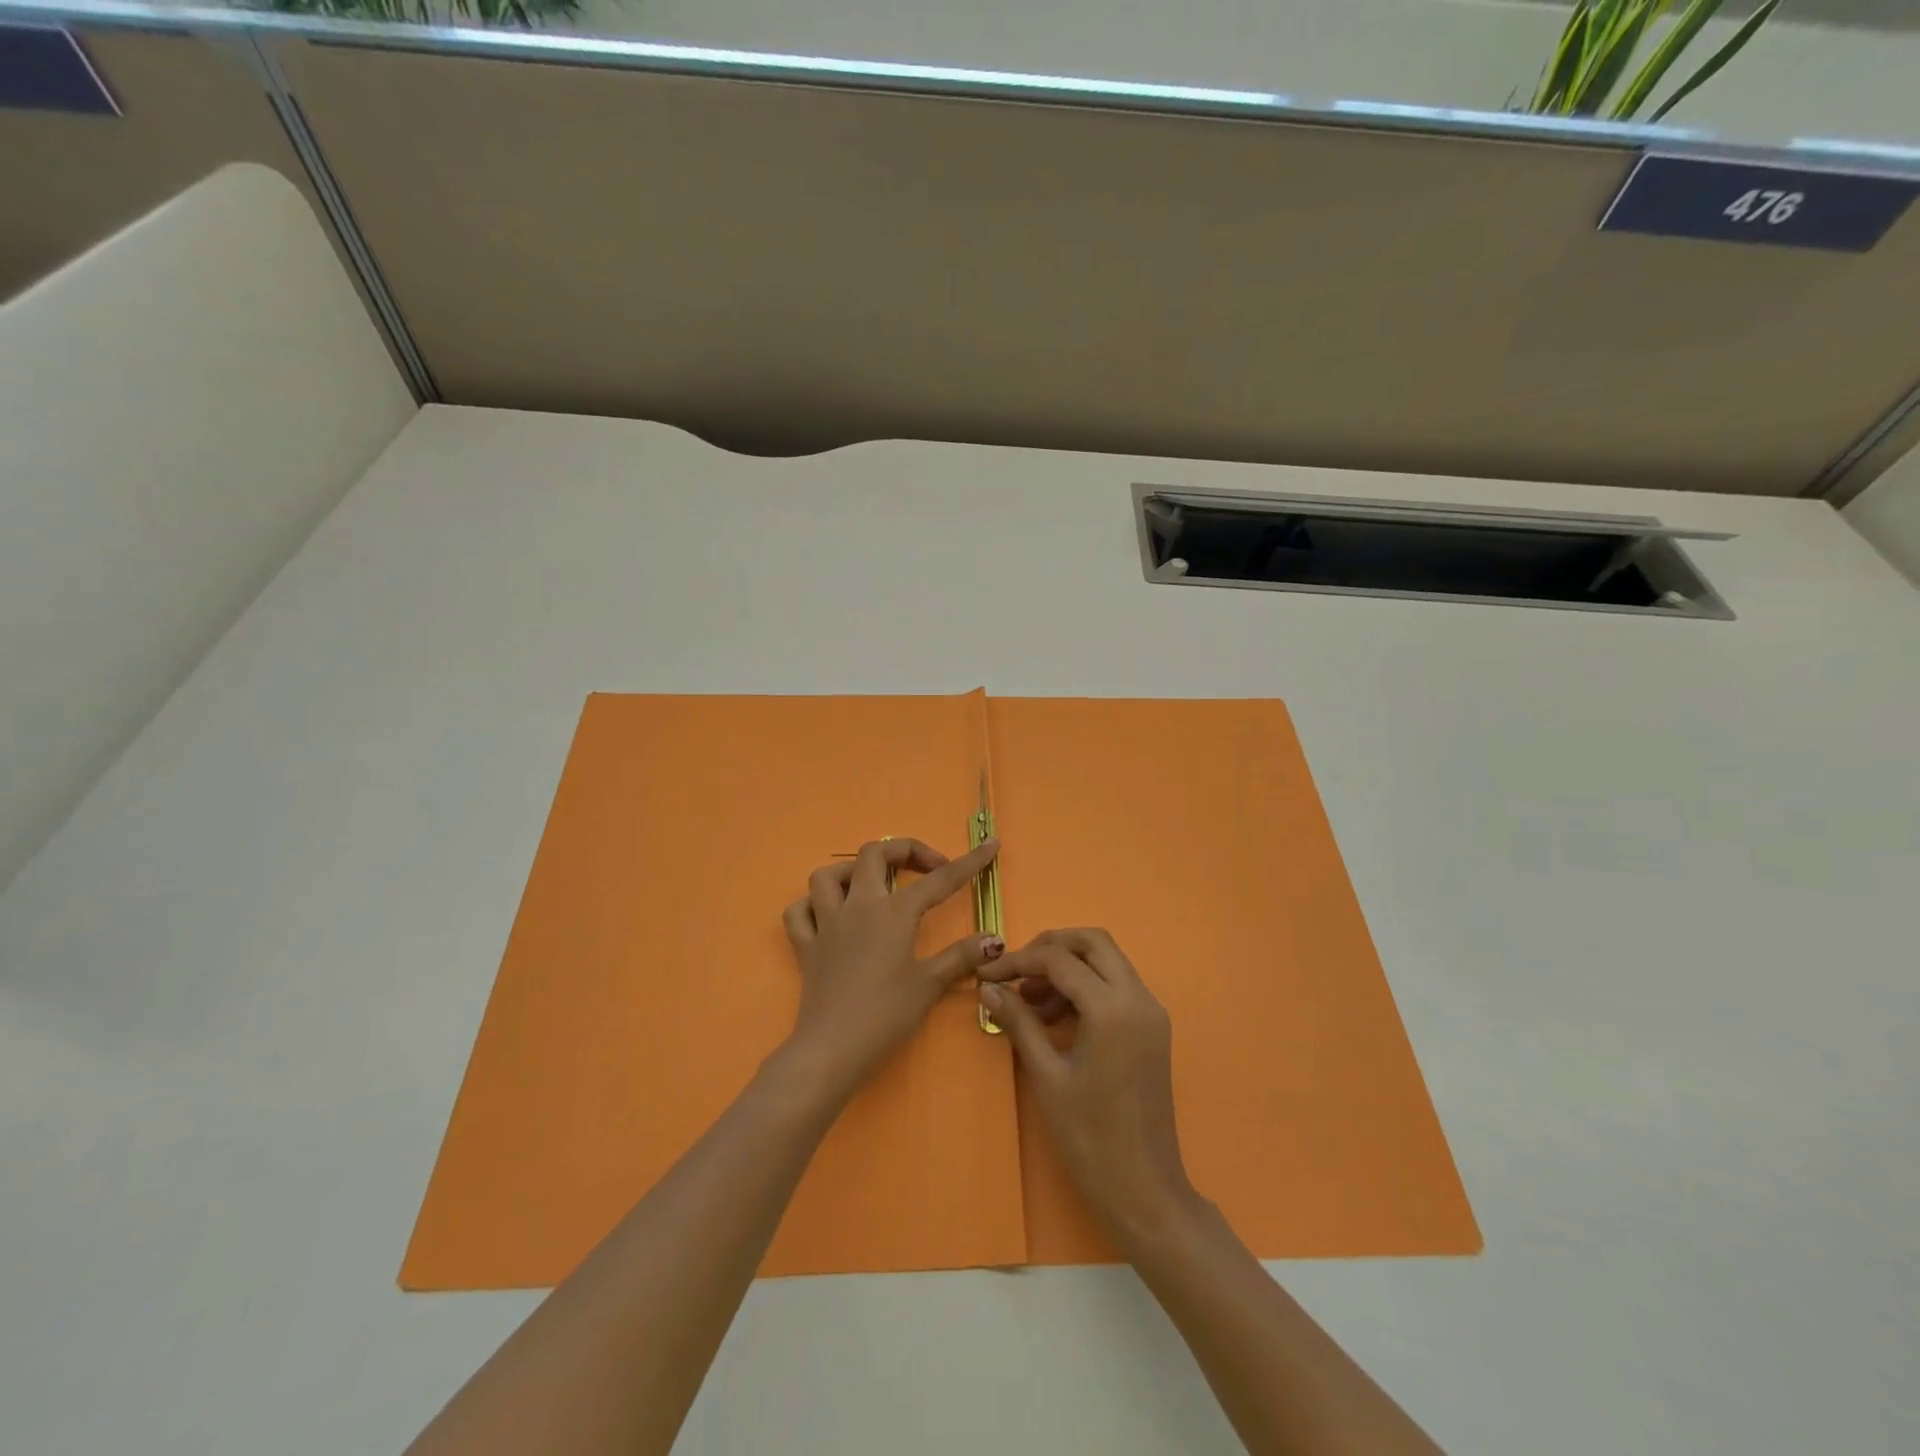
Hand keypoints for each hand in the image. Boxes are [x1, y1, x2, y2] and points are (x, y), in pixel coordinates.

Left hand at [780, 837, 1003, 1101]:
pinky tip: (828, 916)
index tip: (990, 845)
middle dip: (904, 851)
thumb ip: (962, 956)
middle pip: (874, 854)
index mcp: (893, 913)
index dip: (969, 861)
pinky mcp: (805, 946)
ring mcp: (826, 923)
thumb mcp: (929, 985)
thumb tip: (994, 939)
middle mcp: (858, 906)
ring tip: (873, 885)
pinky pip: (799, 912)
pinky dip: (812, 906)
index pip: (939, 880)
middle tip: (927, 869)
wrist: (832, 1048)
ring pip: (828, 875)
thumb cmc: (885, 1015)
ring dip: (851, 871)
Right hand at [980, 929, 1199, 1248]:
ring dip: (1069, 966)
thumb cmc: (1090, 1137)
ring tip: (1032, 1001)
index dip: (1019, 962)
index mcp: (1112, 1008)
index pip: (1059, 960)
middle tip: (1017, 972)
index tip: (987, 975)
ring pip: (1107, 960)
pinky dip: (1087, 985)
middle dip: (1051, 947)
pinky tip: (1057, 1015)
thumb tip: (987, 987)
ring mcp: (1151, 1011)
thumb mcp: (1047, 1076)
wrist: (1144, 1190)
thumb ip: (1019, 1022)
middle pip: (1093, 941)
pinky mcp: (1153, 1027)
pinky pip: (1117, 985)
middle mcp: (1138, 998)